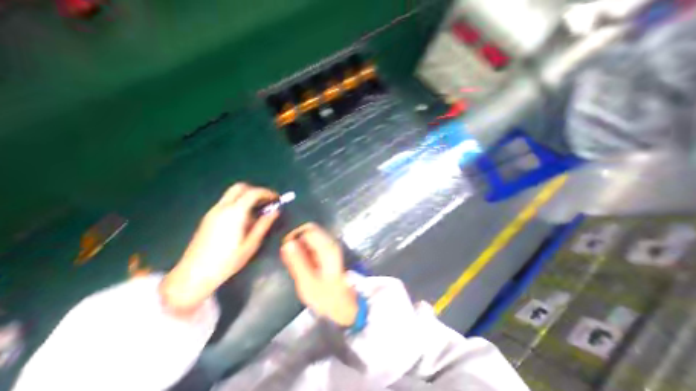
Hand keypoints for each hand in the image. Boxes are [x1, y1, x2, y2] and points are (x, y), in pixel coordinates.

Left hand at [161, 184, 278, 313]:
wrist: (193, 275)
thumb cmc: (227, 261)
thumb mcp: (251, 244)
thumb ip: (264, 224)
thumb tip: (275, 211)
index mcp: (234, 213)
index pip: (253, 193)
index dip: (267, 193)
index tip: (277, 199)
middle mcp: (222, 207)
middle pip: (240, 187)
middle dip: (256, 191)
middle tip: (267, 202)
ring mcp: (213, 211)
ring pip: (232, 194)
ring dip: (247, 196)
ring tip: (258, 210)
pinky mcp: (208, 217)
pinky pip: (227, 202)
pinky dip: (239, 202)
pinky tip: (244, 217)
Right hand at [279, 224, 357, 326]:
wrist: (345, 305)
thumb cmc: (327, 297)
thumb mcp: (308, 282)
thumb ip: (297, 262)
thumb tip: (287, 244)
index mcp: (327, 248)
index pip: (308, 229)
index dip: (294, 235)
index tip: (285, 248)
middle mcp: (331, 243)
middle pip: (310, 230)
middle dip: (297, 240)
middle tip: (289, 256)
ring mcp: (332, 247)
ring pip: (312, 237)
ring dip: (301, 245)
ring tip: (296, 262)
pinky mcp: (330, 252)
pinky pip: (315, 244)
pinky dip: (306, 250)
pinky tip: (304, 264)